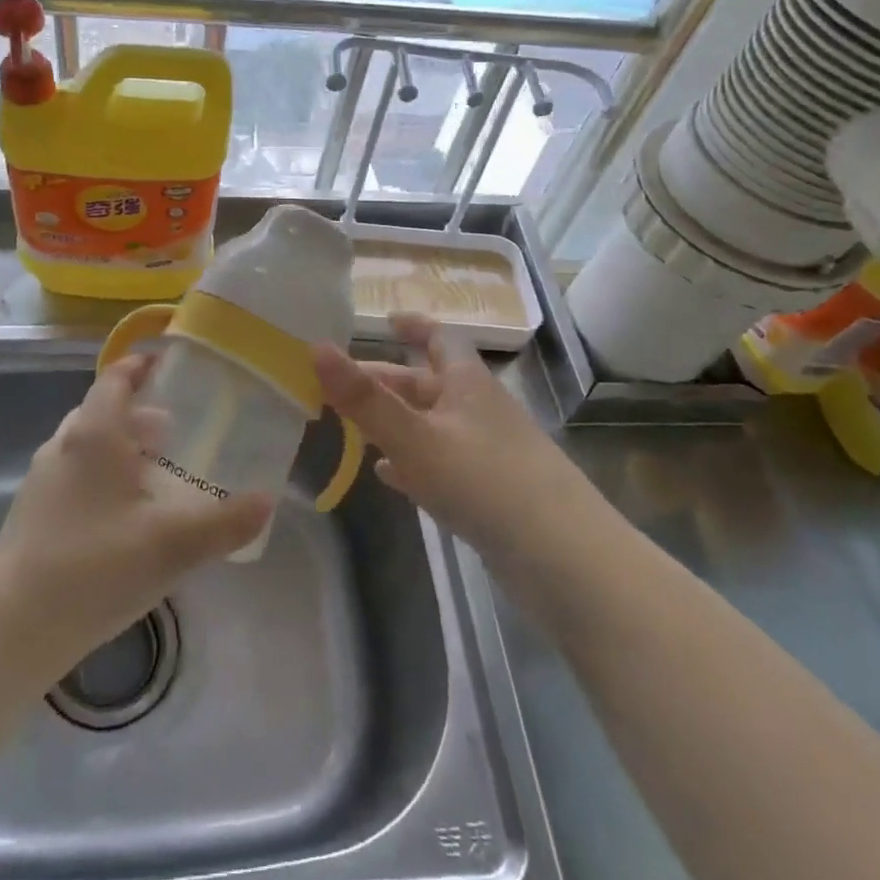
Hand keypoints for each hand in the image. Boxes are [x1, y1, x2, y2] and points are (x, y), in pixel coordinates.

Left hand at [0, 353, 270, 687]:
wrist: (12, 629)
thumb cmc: (95, 569)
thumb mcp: (172, 546)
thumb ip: (225, 522)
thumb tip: (267, 500)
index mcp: (94, 435)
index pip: (116, 378)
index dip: (142, 365)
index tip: (170, 365)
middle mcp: (64, 445)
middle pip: (103, 410)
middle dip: (140, 412)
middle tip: (177, 426)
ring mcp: (43, 478)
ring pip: (88, 444)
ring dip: (122, 445)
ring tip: (157, 469)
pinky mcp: (33, 511)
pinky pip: (76, 472)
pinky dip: (104, 474)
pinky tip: (125, 513)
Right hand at [314, 314, 583, 558]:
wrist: (564, 560)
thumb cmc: (484, 481)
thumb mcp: (414, 437)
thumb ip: (363, 398)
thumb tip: (315, 346)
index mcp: (466, 383)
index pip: (440, 338)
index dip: (414, 325)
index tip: (386, 319)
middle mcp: (478, 409)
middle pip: (427, 384)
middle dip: (385, 382)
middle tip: (338, 386)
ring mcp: (488, 452)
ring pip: (432, 425)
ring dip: (395, 423)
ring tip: (353, 428)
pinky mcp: (491, 492)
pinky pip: (442, 464)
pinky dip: (413, 462)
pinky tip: (389, 476)